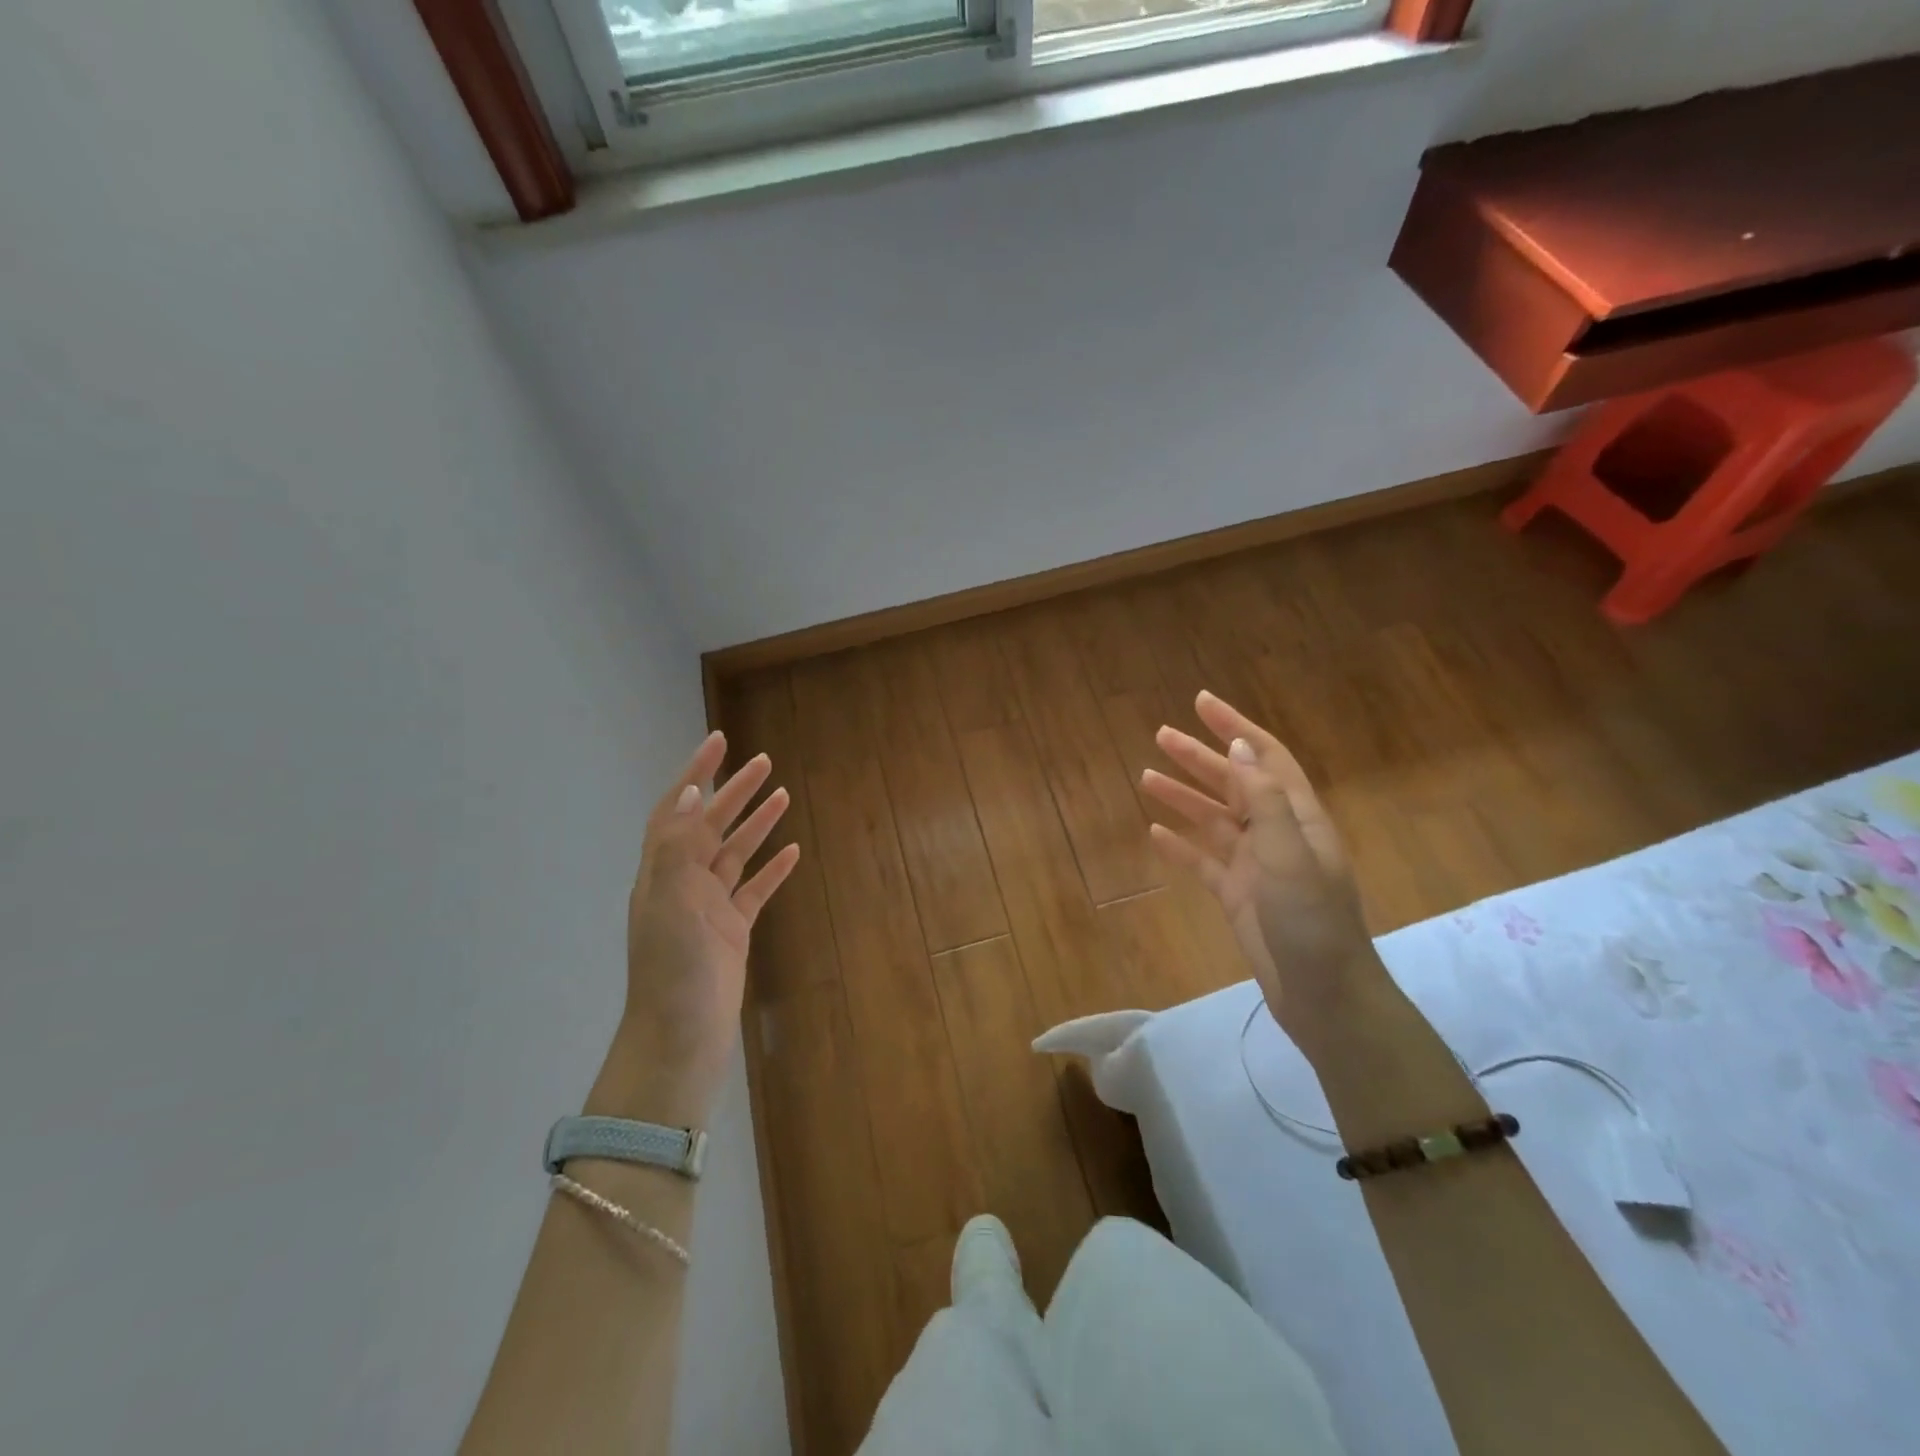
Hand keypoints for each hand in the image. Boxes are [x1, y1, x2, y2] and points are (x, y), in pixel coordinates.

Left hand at [604, 732, 798, 1125]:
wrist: (681, 1037)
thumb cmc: (673, 970)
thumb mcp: (670, 903)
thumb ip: (677, 847)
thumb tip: (688, 792)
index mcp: (663, 872)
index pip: (676, 809)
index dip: (695, 773)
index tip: (719, 742)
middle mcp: (684, 883)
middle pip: (711, 825)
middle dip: (735, 792)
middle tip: (764, 762)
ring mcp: (709, 907)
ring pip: (736, 854)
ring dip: (757, 824)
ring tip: (784, 795)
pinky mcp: (733, 930)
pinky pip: (755, 889)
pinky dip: (773, 868)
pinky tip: (793, 851)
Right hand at [1141, 692, 1389, 1053]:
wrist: (1323, 996)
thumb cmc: (1311, 921)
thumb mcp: (1289, 854)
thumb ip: (1264, 800)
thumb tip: (1239, 747)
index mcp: (1297, 817)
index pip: (1264, 758)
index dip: (1235, 728)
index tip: (1201, 702)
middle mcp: (1276, 834)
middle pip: (1233, 783)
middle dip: (1199, 757)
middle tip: (1161, 734)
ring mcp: (1256, 866)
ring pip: (1213, 820)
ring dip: (1183, 797)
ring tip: (1145, 776)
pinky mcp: (1237, 896)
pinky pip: (1203, 861)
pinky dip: (1180, 845)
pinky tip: (1154, 833)